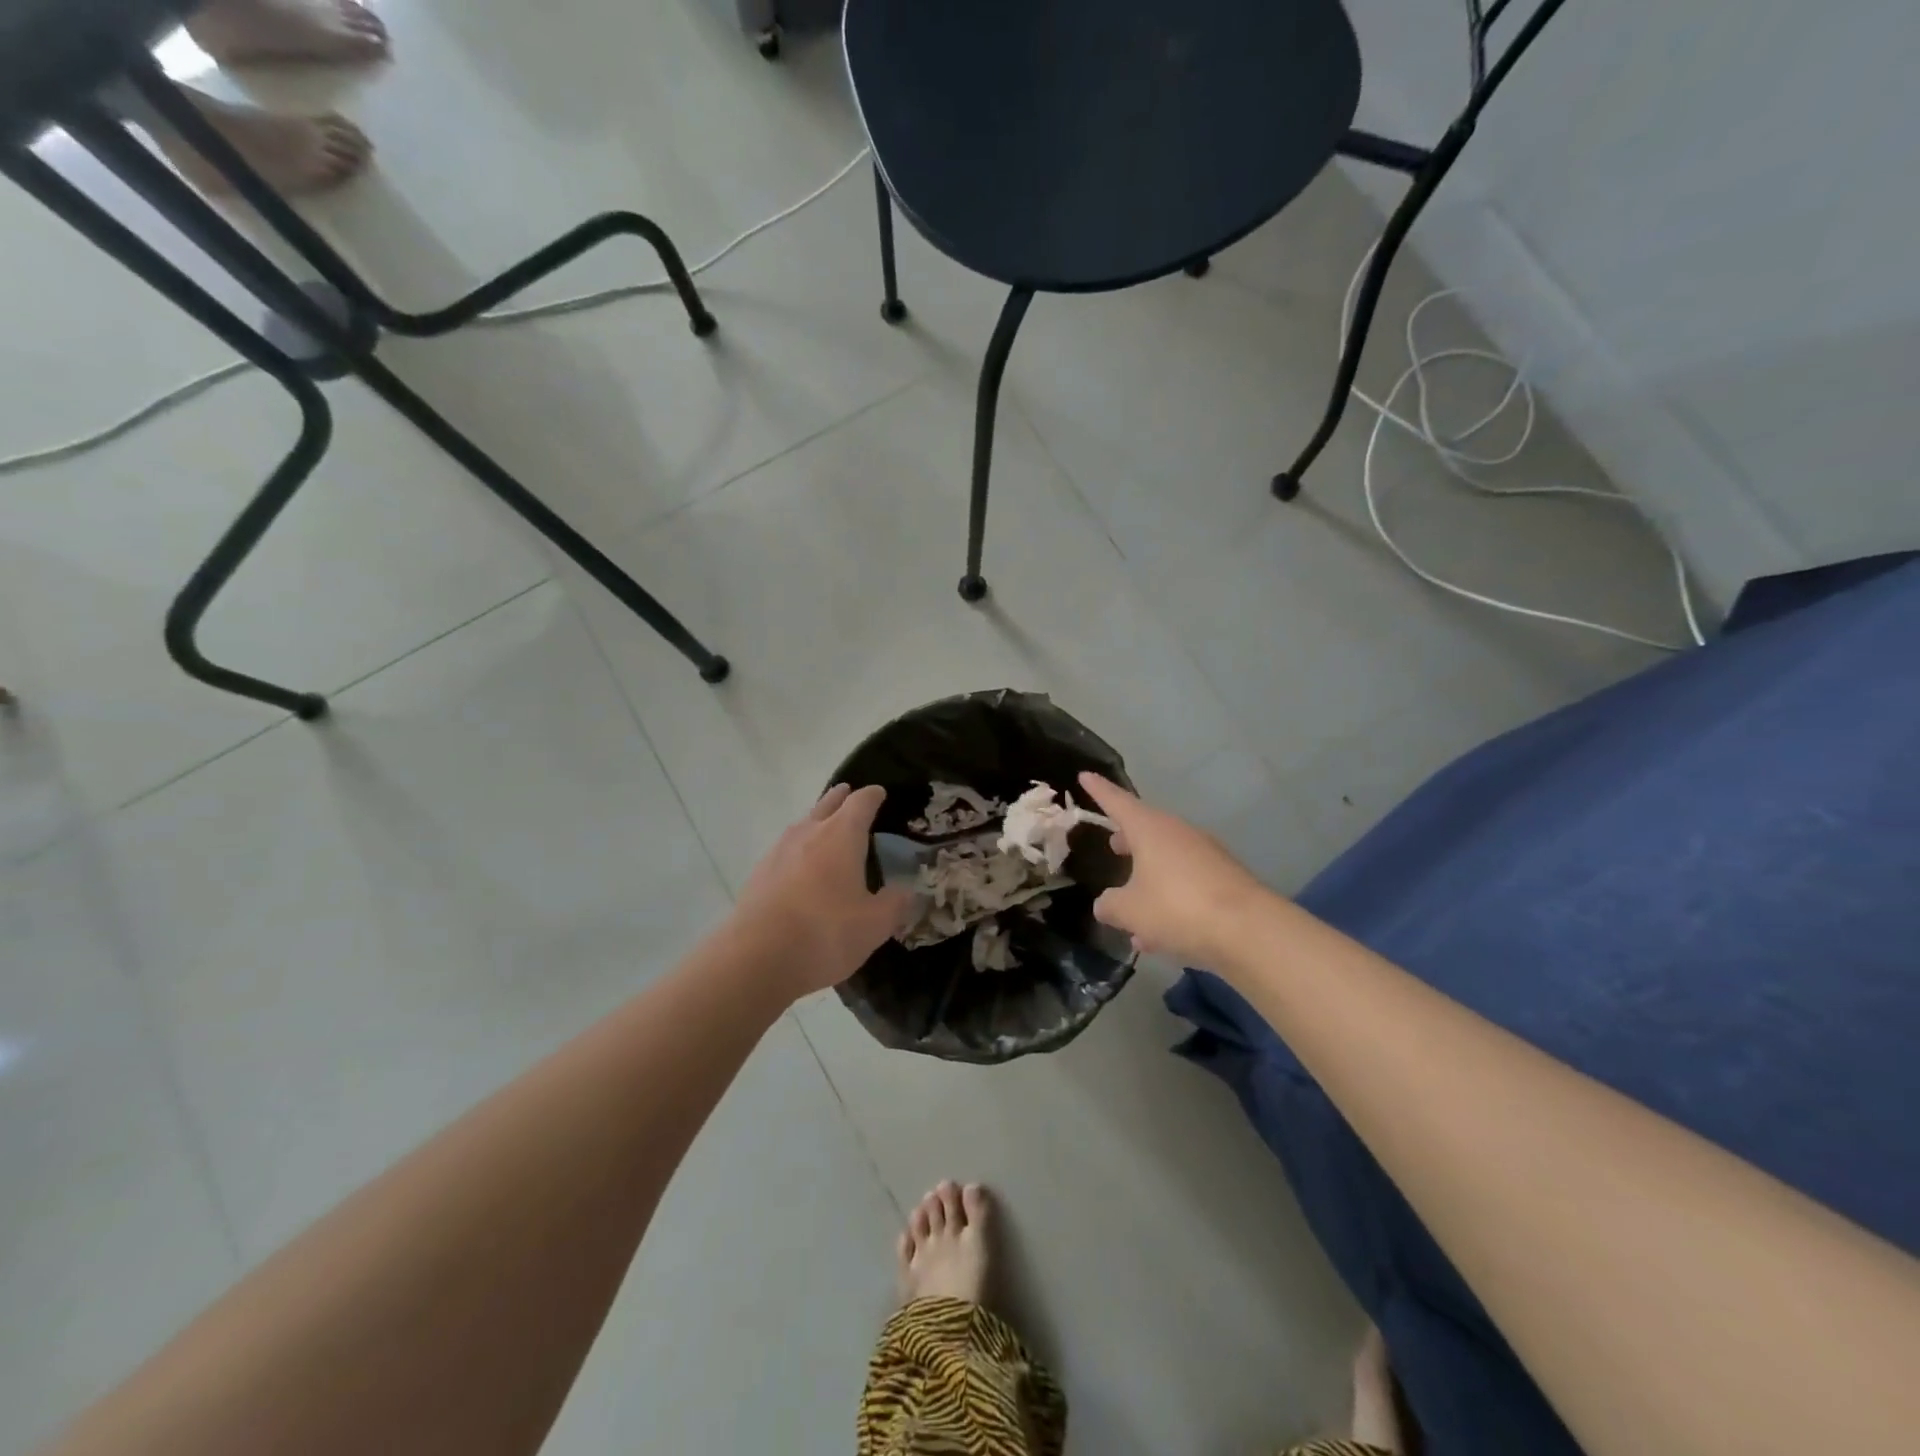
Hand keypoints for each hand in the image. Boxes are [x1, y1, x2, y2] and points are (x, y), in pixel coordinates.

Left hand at [730, 784, 914, 997]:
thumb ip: (895, 904)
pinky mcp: (758, 875)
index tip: (879, 793)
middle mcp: (808, 833)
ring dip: (815, 822)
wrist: (756, 959)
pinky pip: (784, 851)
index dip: (872, 796)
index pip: (861, 803)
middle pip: (826, 804)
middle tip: (848, 794)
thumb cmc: (825, 933)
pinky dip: (797, 851)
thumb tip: (907, 892)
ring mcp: (778, 852)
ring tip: (825, 830)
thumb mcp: (875, 925)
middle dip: (840, 798)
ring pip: (801, 826)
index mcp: (841, 835)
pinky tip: (800, 869)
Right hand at [1077, 772, 1269, 966]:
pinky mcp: (1225, 880)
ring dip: (1148, 880)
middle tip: (1112, 845)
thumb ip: (1111, 905)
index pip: (1118, 801)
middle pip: (1146, 829)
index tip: (1085, 775)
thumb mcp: (1130, 911)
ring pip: (1167, 861)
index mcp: (1150, 829)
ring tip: (1130, 909)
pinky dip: (1169, 902)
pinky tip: (1158, 937)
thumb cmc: (1177, 908)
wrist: (1249, 931)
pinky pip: (1186, 885)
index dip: (1099, 790)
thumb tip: (1105, 904)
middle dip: (1128, 839)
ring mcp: (1206, 855)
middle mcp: (1178, 833)